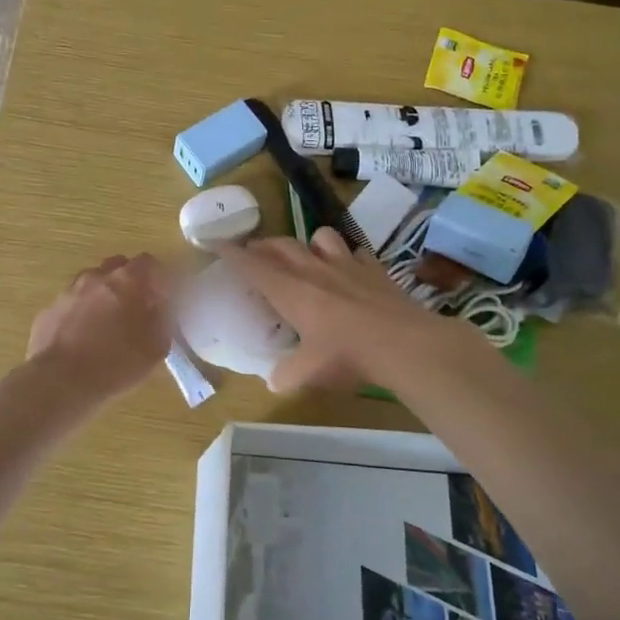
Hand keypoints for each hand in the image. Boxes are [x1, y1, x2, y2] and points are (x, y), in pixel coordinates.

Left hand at [27, 254, 174, 399]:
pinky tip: (81, 339)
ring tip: (106, 325)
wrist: (59, 382)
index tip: (160, 298)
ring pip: (91, 283)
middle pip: (117, 267)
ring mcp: (68, 292)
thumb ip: (162, 320)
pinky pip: (71, 304)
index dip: (157, 278)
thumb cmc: (115, 364)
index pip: (148, 262)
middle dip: (128, 282)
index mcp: (126, 281)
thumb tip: (159, 308)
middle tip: (135, 308)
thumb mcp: (156, 348)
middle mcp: (95, 277)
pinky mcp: (48, 310)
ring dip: (102, 296)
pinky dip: (79, 313)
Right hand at [221, 228, 445, 392]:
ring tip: (307, 256)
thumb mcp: (309, 372)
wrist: (404, 343)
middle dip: (263, 245)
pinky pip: (356, 253)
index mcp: (291, 290)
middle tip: (254, 251)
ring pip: (321, 236)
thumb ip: (286, 375)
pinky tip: (350, 271)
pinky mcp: (375, 269)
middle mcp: (314, 269)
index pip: (252, 265)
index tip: (216, 243)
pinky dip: (348, 258)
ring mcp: (347, 265)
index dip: (232, 253)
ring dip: (308, 243)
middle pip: (281, 245)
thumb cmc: (347, 354)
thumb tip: (274, 383)